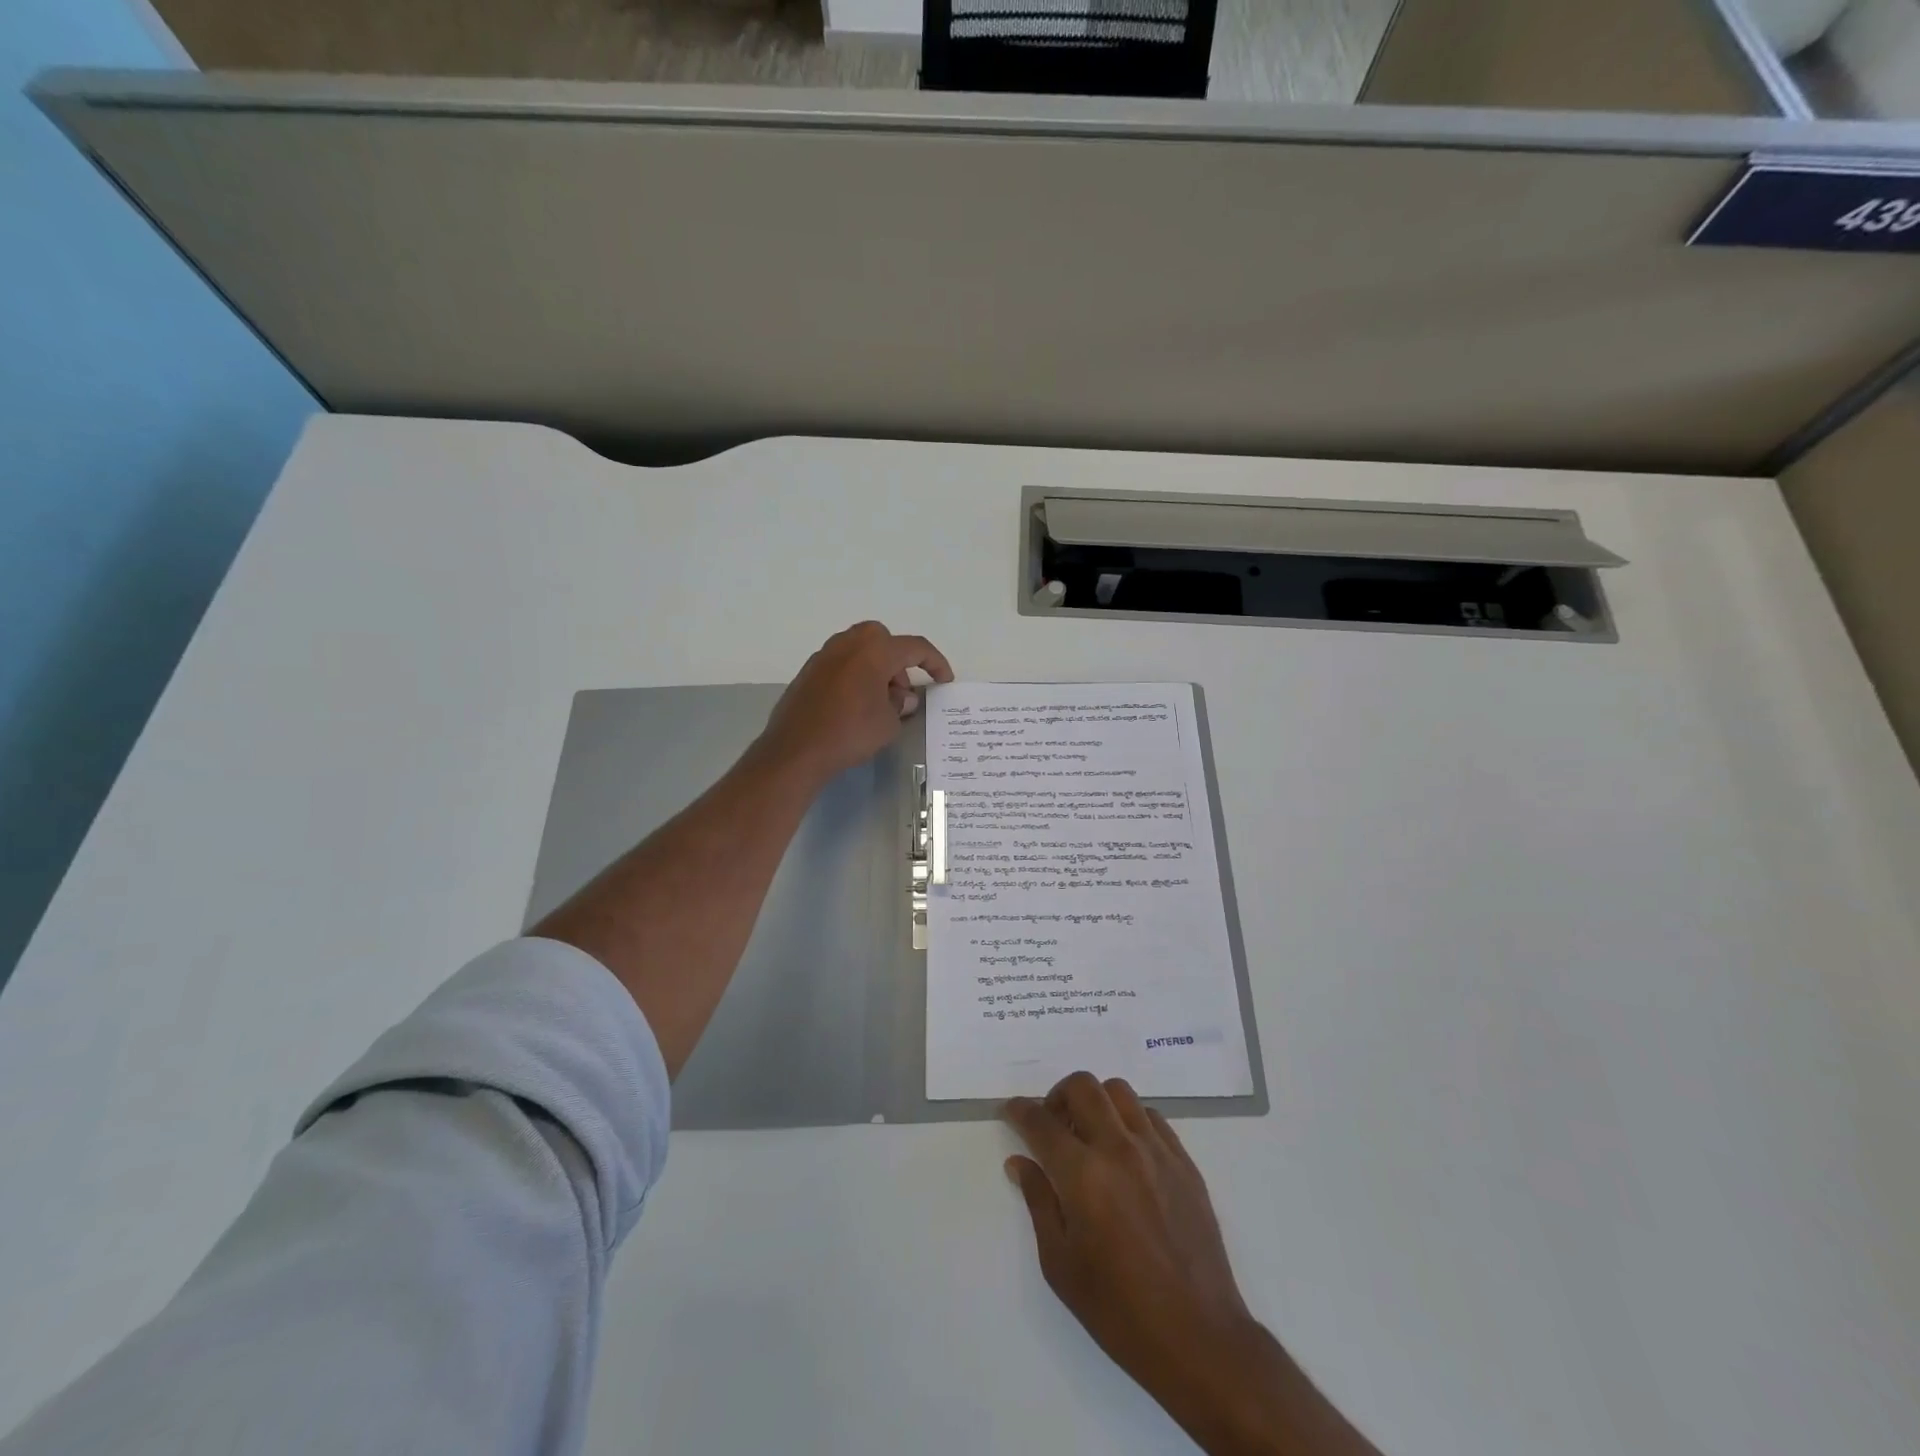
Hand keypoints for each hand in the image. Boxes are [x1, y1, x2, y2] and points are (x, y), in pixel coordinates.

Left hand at [758, 622, 953, 783]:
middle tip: (901, 691)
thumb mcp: (888, 723)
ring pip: (859, 649)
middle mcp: (848, 644)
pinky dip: (855, 675)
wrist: (796, 750)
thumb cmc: (850, 733)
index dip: (935, 663)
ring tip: (879, 702)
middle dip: (898, 660)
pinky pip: (841, 664)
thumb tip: (902, 697)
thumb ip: (900, 704)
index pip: (915, 648)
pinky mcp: (808, 672)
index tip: (944, 680)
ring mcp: (824, 656)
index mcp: (874, 651)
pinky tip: (854, 705)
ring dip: (875, 667)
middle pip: (883, 639)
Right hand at [1004, 1073, 1254, 1404]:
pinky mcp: (1184, 1162)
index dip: (1020, 1111)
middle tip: (1052, 1124)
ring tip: (1090, 1135)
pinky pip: (1151, 1117)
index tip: (1011, 1111)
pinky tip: (1126, 1151)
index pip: (1041, 1122)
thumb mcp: (1061, 1265)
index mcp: (1083, 1175)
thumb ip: (1039, 1202)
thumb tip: (1020, 1162)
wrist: (1198, 1337)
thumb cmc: (1119, 1310)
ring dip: (1096, 1102)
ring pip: (1119, 1091)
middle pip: (1082, 1087)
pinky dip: (1130, 1120)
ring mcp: (1156, 1151)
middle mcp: (1119, 1149)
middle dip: (1057, 1096)